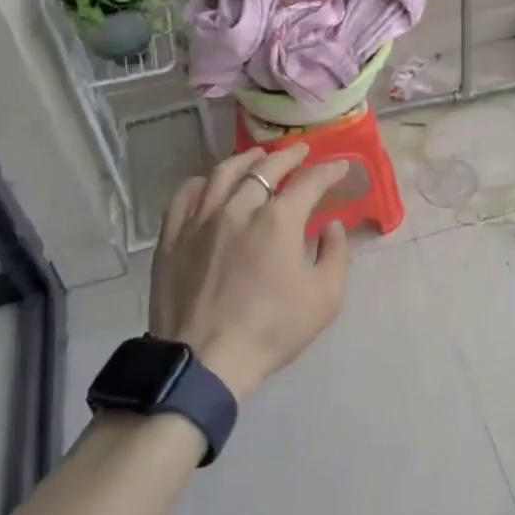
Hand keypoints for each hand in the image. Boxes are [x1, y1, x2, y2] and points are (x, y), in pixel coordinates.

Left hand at [150, 144, 351, 401]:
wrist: (204, 362)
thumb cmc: (272, 330)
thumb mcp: (325, 298)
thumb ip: (336, 254)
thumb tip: (332, 226)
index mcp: (279, 220)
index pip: (310, 182)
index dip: (329, 170)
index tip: (341, 165)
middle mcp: (239, 207)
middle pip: (266, 168)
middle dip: (290, 156)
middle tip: (302, 152)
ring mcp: (201, 219)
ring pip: (223, 174)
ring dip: (246, 160)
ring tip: (257, 156)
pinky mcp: (172, 237)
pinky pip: (185, 196)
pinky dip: (201, 183)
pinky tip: (208, 183)